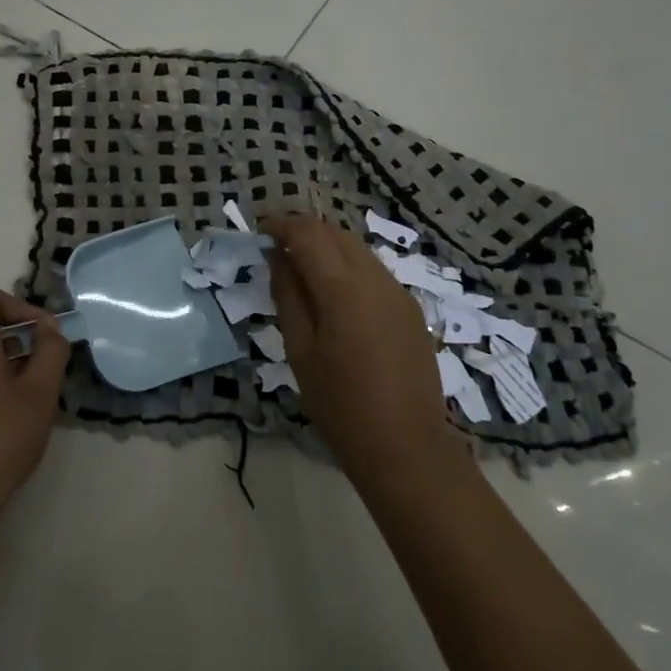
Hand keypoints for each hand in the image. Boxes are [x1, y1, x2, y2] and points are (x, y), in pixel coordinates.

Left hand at [0, 287, 69, 535]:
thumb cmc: (0, 441)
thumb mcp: (39, 394)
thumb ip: (50, 352)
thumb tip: (50, 329)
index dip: (20, 307)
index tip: (44, 336)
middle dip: (21, 341)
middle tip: (47, 372)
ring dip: (8, 367)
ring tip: (32, 400)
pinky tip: (8, 424)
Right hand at [264, 215, 461, 493]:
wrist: (405, 445)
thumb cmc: (340, 404)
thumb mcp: (300, 351)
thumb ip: (288, 296)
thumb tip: (277, 258)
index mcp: (343, 287)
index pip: (308, 233)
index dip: (281, 225)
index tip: (259, 230)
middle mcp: (375, 278)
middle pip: (336, 233)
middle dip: (304, 232)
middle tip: (275, 249)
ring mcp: (398, 292)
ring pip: (358, 250)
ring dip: (328, 248)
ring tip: (302, 272)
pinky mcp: (411, 309)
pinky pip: (374, 272)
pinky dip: (349, 268)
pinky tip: (335, 297)